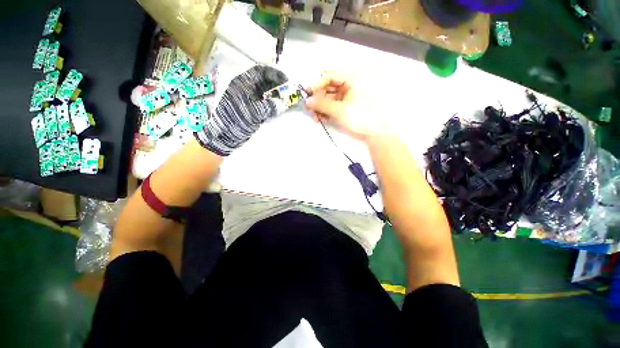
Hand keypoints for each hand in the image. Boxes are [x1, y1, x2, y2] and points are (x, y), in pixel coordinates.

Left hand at [195, 65, 287, 155]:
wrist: (225, 134)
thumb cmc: (238, 119)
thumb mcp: (256, 111)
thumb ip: (271, 106)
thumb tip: (283, 104)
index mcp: (243, 83)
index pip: (261, 71)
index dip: (275, 74)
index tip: (286, 80)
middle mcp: (246, 88)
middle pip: (264, 81)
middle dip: (277, 86)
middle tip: (288, 93)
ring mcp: (248, 99)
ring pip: (264, 93)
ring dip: (275, 96)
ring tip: (285, 101)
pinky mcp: (250, 109)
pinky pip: (263, 103)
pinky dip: (271, 104)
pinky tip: (277, 109)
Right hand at [305, 73, 387, 140]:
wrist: (374, 132)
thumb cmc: (360, 117)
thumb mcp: (340, 110)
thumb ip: (322, 104)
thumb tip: (307, 101)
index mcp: (351, 80)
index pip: (330, 77)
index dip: (317, 85)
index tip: (309, 96)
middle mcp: (349, 86)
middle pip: (328, 88)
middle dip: (318, 99)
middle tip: (309, 109)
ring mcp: (348, 97)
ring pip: (330, 98)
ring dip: (321, 107)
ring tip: (315, 117)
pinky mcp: (347, 106)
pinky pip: (334, 106)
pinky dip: (327, 111)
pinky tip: (321, 119)